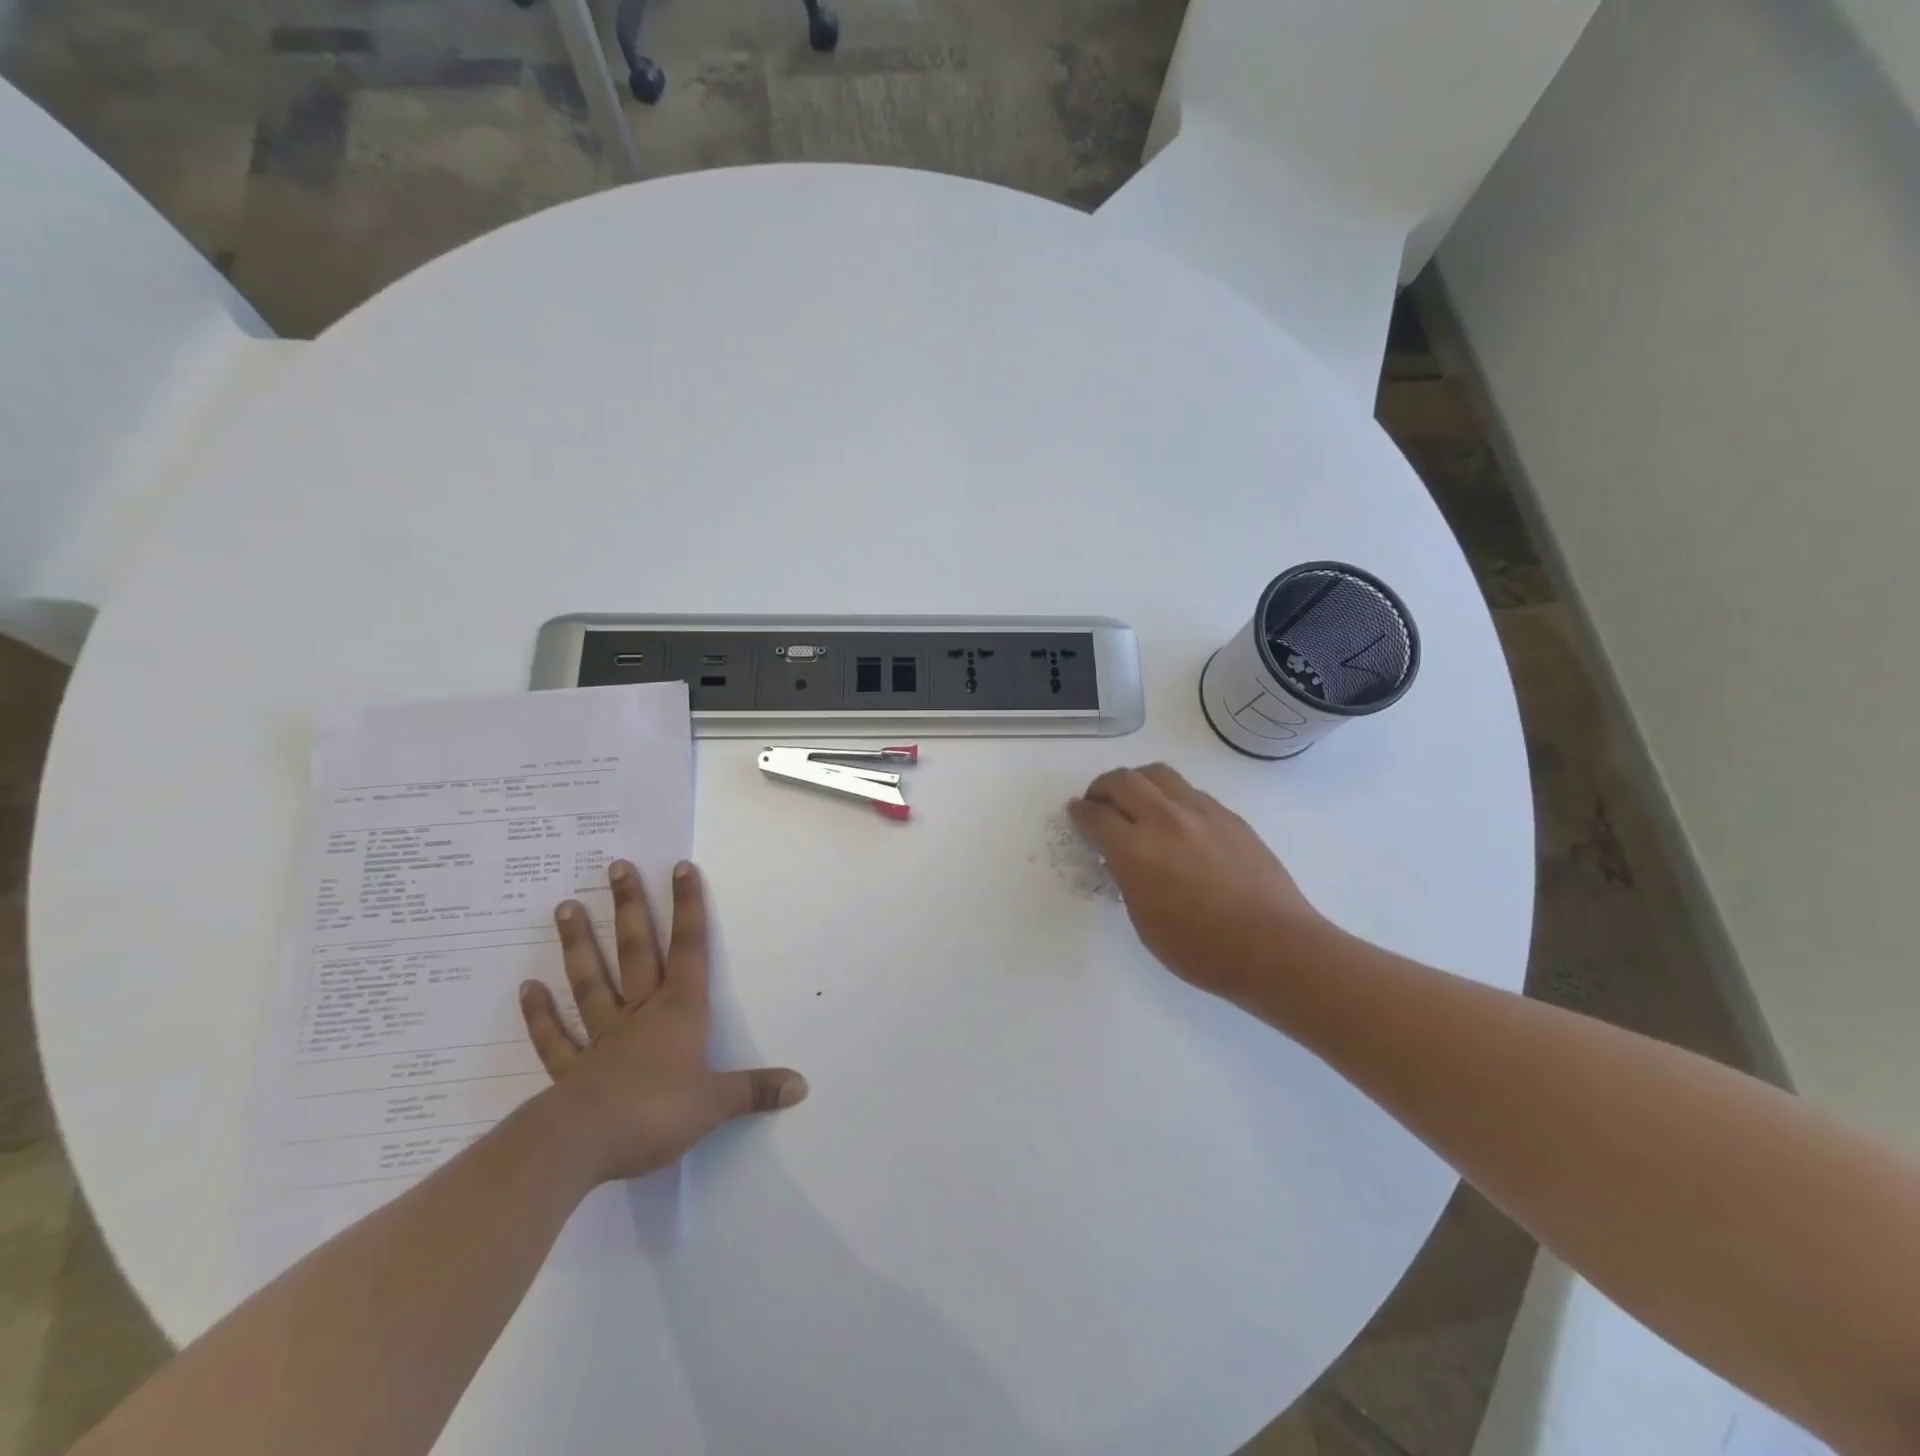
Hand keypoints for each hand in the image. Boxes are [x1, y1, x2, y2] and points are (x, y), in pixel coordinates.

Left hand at [519, 859, 806, 1184]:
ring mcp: (602, 1039)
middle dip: (630, 908)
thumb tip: (802, 1085)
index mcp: (679, 1012)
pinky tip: (529, 987)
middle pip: (636, 951)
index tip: (680, 868)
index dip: (689, 908)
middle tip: (616, 868)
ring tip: (565, 906)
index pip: (689, 949)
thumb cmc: (656, 1112)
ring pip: (591, 981)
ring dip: (579, 945)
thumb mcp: (716, 1103)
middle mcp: (640, 1014)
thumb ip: (756, 1089)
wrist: (583, 1145)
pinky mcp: (572, 1071)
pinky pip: (556, 1038)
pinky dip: (541, 1014)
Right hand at [1069, 763, 1330, 1002]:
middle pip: (1123, 781)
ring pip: (1157, 774)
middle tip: (1098, 802)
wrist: (1274, 946)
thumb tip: (1123, 859)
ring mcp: (1200, 812)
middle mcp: (1164, 820)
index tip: (1075, 812)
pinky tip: (1174, 817)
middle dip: (1102, 788)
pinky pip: (1188, 790)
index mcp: (1135, 851)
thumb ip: (1128, 880)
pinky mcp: (1227, 815)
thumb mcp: (1145, 922)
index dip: (1080, 812)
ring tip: (1135, 799)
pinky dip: (1169, 794)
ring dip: (1136, 781)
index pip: (1096, 816)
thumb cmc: (1201, 949)